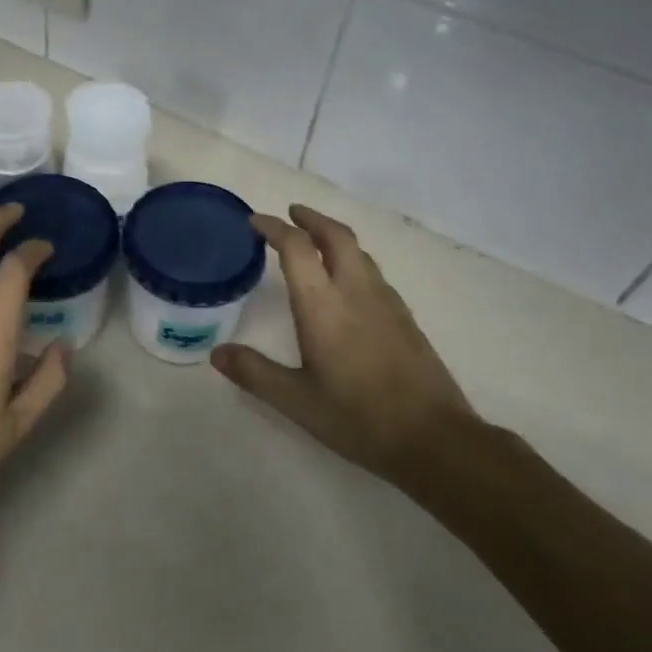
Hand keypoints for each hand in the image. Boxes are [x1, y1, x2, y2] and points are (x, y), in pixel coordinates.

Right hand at [211, 204, 484, 487]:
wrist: (434, 438)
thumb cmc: (358, 417)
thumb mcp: (296, 401)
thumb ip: (255, 373)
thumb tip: (217, 353)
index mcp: (324, 306)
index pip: (297, 248)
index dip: (274, 228)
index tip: (255, 222)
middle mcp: (356, 291)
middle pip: (336, 236)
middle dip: (311, 218)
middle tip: (291, 213)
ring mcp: (386, 301)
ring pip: (359, 252)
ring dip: (334, 237)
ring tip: (315, 243)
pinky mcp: (405, 317)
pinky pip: (373, 272)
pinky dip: (352, 260)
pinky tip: (347, 284)